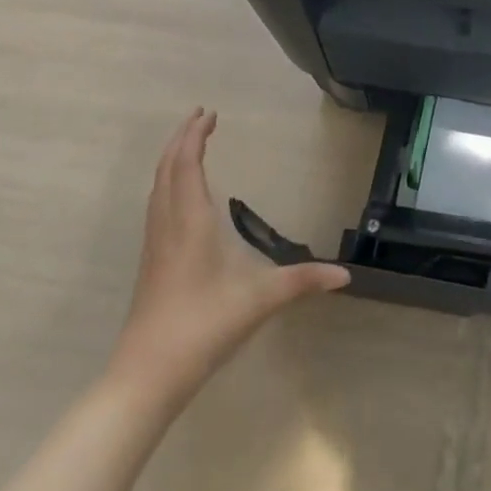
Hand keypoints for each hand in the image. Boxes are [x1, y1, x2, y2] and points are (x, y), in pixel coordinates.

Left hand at [105, 108, 348, 411]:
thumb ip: (302, 281)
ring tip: (189, 145)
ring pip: (157, 187)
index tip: (209, 112)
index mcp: (190, 221)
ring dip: (172, 159)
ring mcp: (154, 245)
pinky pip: (156, 205)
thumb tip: (345, 275)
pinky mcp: (150, 264)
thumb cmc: (202, 327)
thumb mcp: (258, 301)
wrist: (144, 378)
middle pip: (167, 168)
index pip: (187, 163)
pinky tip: (179, 195)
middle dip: (181, 138)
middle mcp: (168, 224)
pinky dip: (168, 183)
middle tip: (200, 116)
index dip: (194, 135)